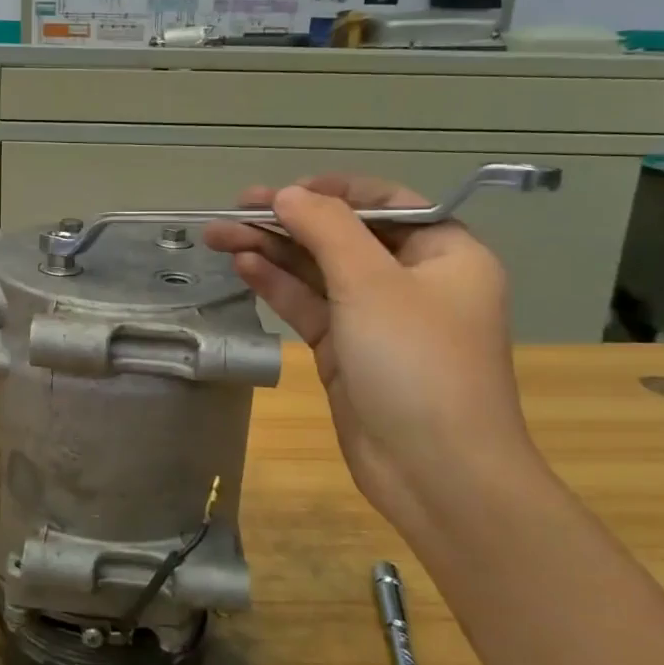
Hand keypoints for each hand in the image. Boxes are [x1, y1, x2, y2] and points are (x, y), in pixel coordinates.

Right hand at [205, 176, 537, 529]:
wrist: (435, 472)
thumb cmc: (416, 363)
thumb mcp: (372, 283)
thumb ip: (327, 229)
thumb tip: (287, 194)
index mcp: (444, 254)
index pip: (386, 203)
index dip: (332, 192)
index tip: (283, 191)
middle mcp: (412, 280)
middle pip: (343, 236)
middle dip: (288, 222)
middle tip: (232, 210)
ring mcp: (377, 318)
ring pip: (318, 272)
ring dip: (273, 252)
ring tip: (218, 235)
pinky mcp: (347, 352)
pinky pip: (310, 307)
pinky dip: (278, 286)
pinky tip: (243, 266)